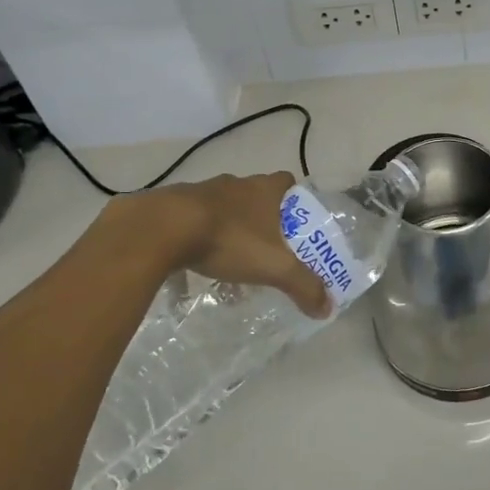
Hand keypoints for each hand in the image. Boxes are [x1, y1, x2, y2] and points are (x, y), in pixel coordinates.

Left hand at [111, 173, 331, 317]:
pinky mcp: (172, 205)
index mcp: (263, 190)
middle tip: (266, 243)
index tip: (295, 218)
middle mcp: (235, 184)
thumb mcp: (273, 267)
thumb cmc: (228, 239)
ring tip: (228, 255)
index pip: (286, 181)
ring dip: (227, 224)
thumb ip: (303, 286)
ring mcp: (201, 191)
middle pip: (254, 193)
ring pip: (222, 205)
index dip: (293, 196)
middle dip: (261, 215)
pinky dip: (195, 235)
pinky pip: (190, 219)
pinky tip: (191, 260)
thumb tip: (328, 307)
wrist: (162, 228)